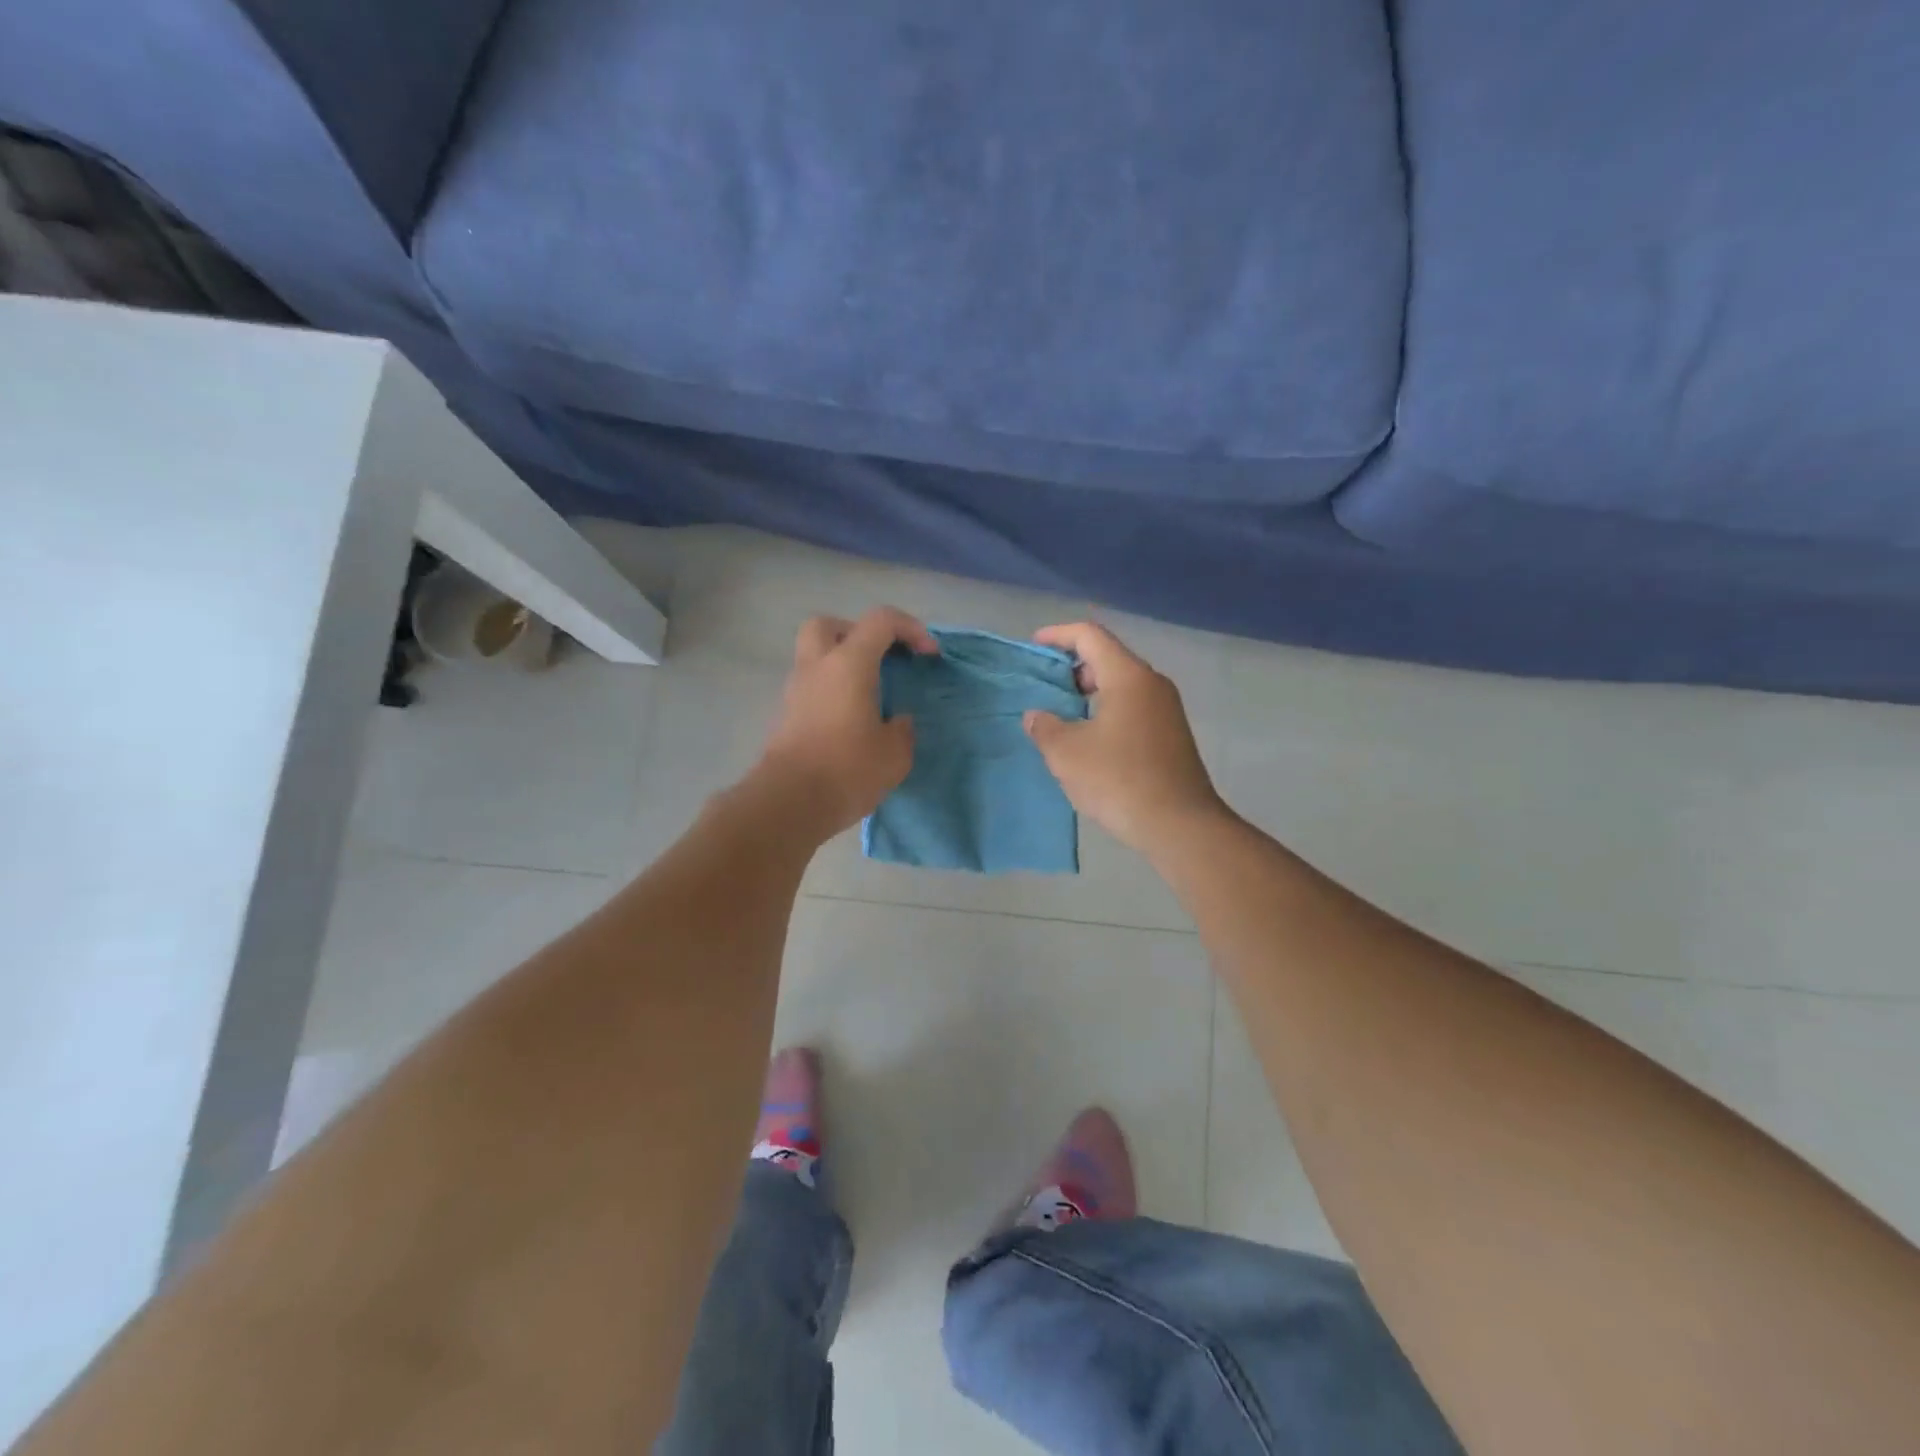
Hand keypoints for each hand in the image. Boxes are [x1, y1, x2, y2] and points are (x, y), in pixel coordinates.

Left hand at [757, 607, 938, 837]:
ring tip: (869, 696)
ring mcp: (796, 691)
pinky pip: (812, 688)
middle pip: (830, 625)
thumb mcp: (895, 754)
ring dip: (842, 665)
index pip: (881, 620)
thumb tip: (897, 721)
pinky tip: (851, 722)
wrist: (789, 803)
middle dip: (858, 633)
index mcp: (849, 663)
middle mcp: (817, 667)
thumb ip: (902, 730)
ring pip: (815, 657)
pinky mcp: (786, 717)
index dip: (910, 629)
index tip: (928, 656)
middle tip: (880, 660)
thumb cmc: (848, 770)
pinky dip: (832, 692)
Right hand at [1023, 622, 1226, 852]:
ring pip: (1121, 685)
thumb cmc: (1119, 780)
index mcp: (1128, 677)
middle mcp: (1152, 684)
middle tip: (1045, 687)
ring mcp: (1166, 710)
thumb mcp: (1067, 753)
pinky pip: (1132, 708)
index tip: (1034, 646)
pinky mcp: (1171, 735)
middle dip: (1072, 667)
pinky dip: (1106, 711)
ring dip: (1089, 693)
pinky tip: (1089, 740)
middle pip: (1108, 658)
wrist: (1180, 825)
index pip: (1090, 636)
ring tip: (1061, 716)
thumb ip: (1044, 727)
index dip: (1058, 635)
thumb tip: (1037, 716)